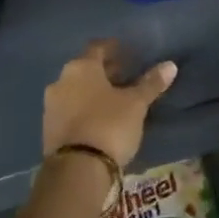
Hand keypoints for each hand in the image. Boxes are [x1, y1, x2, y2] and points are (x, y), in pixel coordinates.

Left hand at [43, 39, 176, 167]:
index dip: (113, 49)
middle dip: (104, 72)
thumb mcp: (136, 104)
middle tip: (125, 78)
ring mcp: (51, 106)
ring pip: (75, 90)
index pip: (97, 47)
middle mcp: (61, 81)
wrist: (77, 170)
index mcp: (81, 67)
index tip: (128, 54)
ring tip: (114, 101)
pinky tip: (99, 120)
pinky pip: (69, 110)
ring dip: (92, 92)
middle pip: (85, 69)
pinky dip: (83, 109)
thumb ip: (151, 83)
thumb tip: (170, 65)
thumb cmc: (109, 125)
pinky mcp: (48, 129)